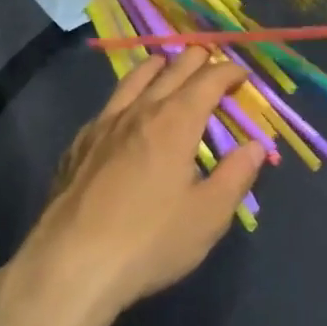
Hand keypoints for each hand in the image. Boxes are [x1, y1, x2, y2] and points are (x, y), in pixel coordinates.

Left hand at [0, 50, 264, 325]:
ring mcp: (105, 123)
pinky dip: (128, 95)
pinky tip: (125, 111)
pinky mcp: (80, 144)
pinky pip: (109, 104)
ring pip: (136, 78)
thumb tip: (256, 145)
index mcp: (177, 120)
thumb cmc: (149, 241)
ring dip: (159, 66)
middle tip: (212, 63)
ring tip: (167, 64)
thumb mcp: (208, 216)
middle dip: (198, 59)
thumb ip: (236, 176)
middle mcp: (142, 109)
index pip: (210, 79)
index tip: (243, 75)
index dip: (230, 71)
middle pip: (173, 68)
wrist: (70, 266)